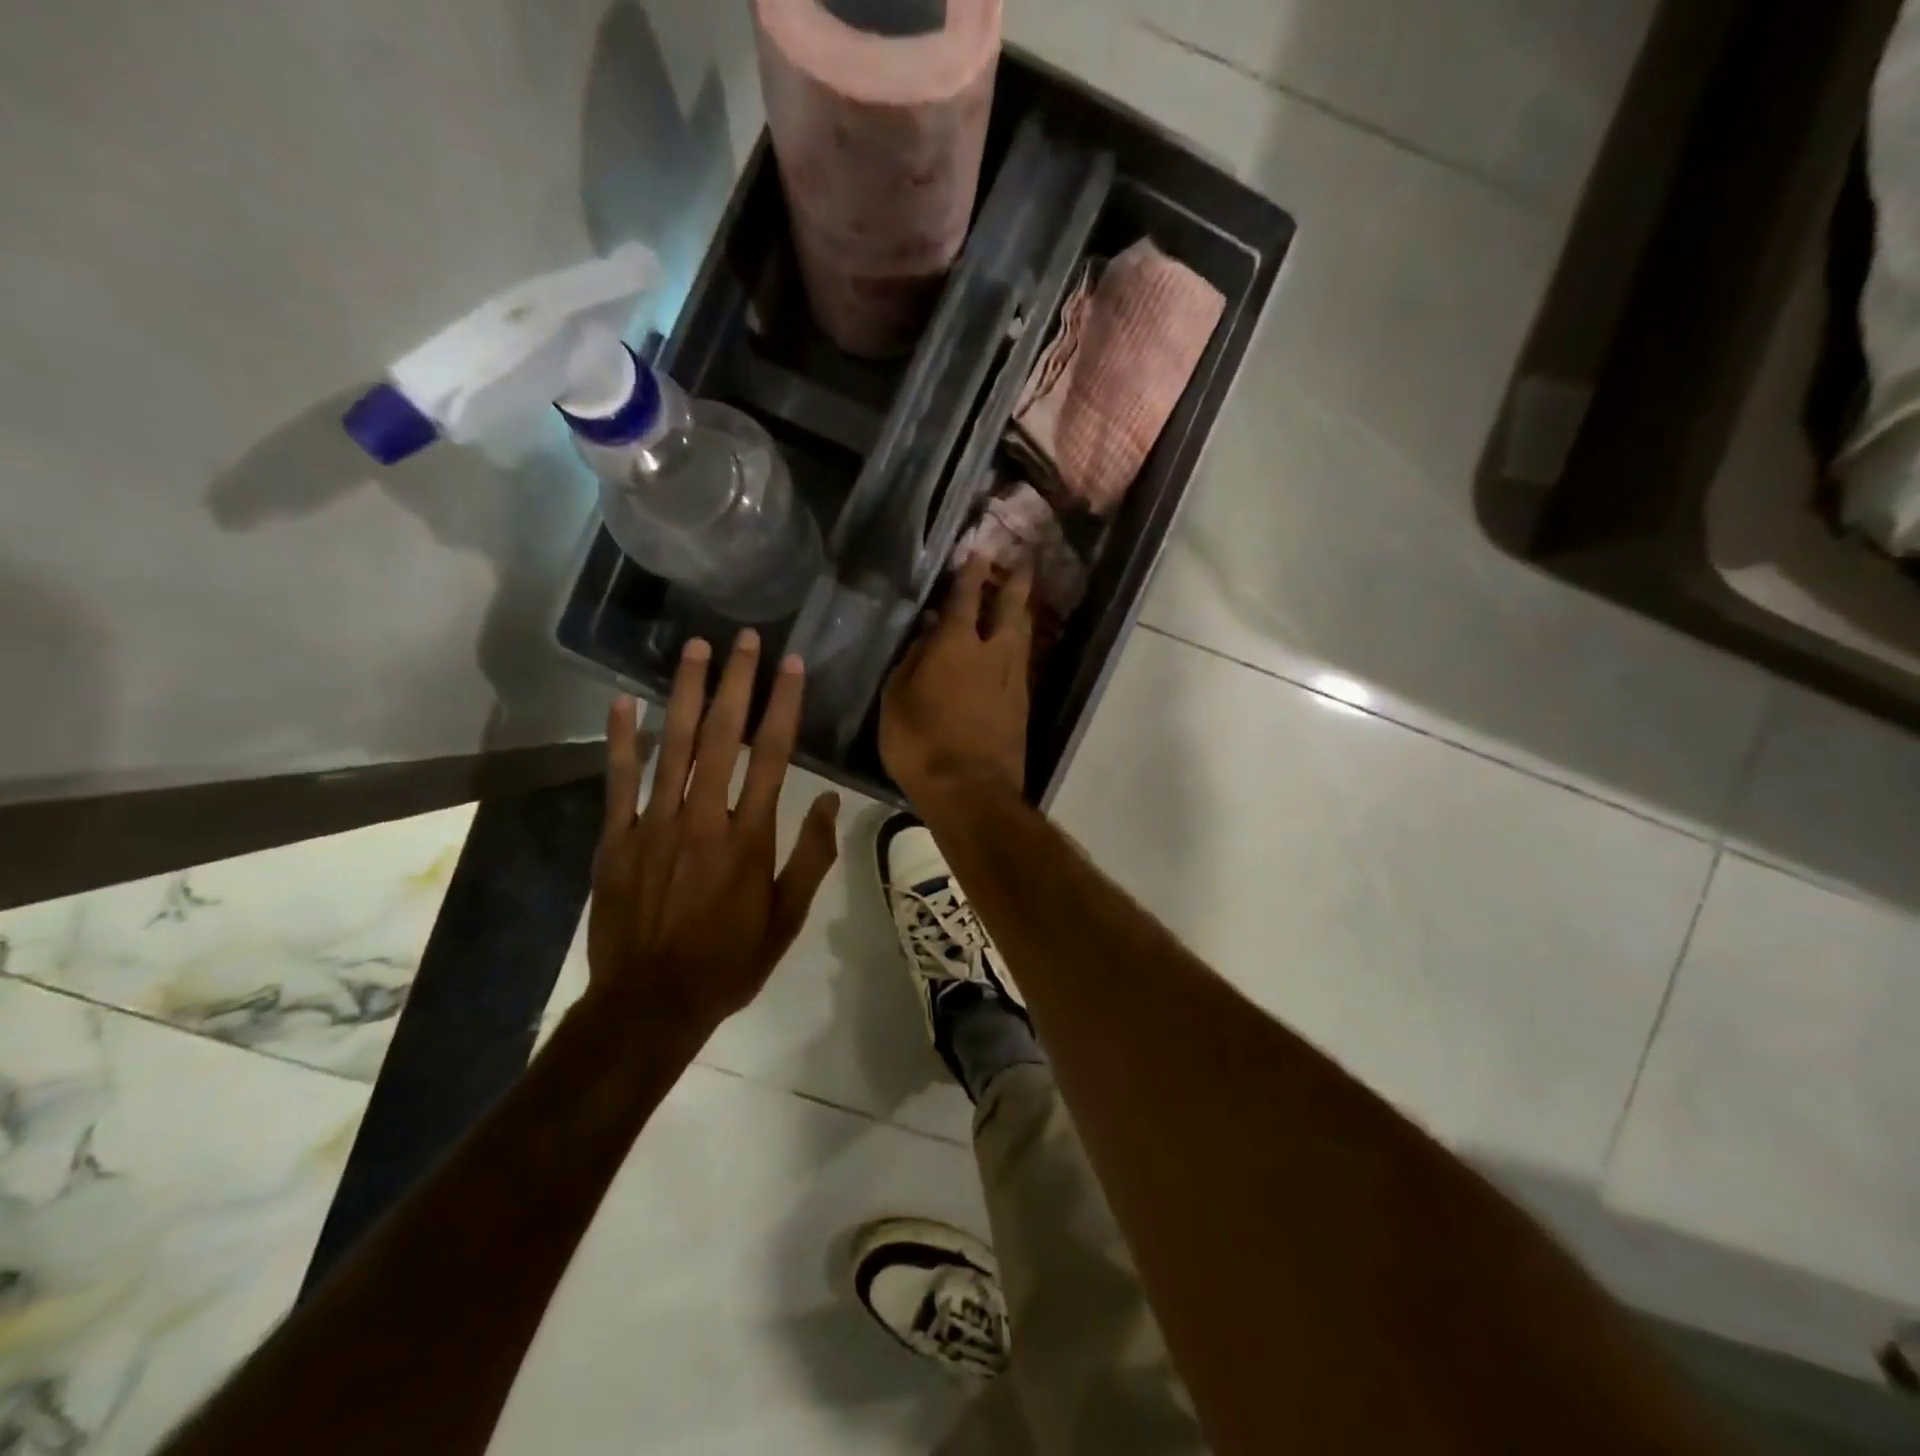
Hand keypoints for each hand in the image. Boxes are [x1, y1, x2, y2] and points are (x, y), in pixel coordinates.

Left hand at [588, 630, 840, 1039]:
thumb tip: (825, 800)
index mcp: (749, 837)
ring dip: (683, 693)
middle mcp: (703, 818)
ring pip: (671, 746)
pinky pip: (619, 780)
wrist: (650, 1003)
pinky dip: (621, 740)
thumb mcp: (787, 919)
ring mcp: (654, 824)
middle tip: (741, 638)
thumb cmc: (729, 962)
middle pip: (721, 736)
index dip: (783, 705)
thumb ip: (809, 857)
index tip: (791, 664)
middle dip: (734, 682)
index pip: (772, 755)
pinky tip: (622, 703)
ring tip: (693, 649)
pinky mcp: (616, 839)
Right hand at [881, 555, 1032, 803]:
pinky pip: (1022, 662)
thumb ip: (912, 660)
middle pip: (1009, 608)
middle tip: (1023, 561)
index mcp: (956, 647)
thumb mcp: (897, 701)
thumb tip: (927, 631)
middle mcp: (992, 654)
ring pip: (1022, 635)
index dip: (971, 573)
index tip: (980, 550)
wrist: (971, 791)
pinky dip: (1018, 645)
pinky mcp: (1022, 705)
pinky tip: (1014, 646)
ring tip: (1021, 599)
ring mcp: (1012, 680)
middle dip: (1014, 582)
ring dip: (1021, 612)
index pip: (965, 598)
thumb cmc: (921, 744)